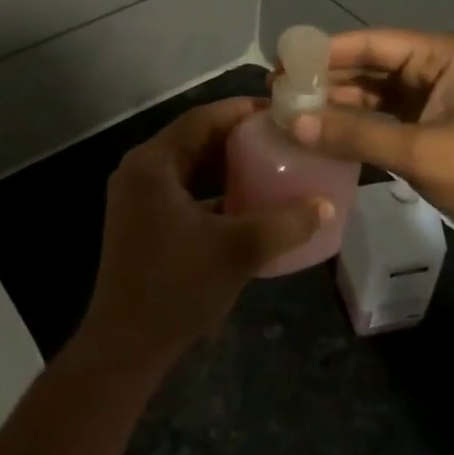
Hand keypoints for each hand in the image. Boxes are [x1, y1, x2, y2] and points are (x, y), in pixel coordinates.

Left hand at [81, 99, 331, 367]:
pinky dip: (210, 189)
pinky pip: (181, 191)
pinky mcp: (141, 222)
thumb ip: (285, 224)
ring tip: (268, 162)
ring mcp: (136, 198)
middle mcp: (139, 171)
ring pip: (187, 166)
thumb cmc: (178, 286)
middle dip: (235, 136)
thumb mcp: (239, 250)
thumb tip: (326, 205)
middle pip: (193, 139)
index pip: (200, 119)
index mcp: (152, 163)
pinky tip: (244, 201)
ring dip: (223, 163)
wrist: (127, 344)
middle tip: (279, 135)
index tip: (278, 111)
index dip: (239, 111)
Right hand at [289, 29, 453, 243]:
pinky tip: (324, 133)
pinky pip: (386, 116)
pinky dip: (358, 124)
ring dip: (338, 104)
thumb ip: (354, 135)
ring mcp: (436, 96)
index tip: (282, 64)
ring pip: (375, 93)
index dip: (324, 52)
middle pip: (370, 66)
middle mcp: (437, 67)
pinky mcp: (435, 124)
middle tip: (279, 92)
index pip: (371, 43)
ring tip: (292, 112)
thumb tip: (293, 122)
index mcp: (442, 55)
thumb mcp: (418, 151)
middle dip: (326, 79)